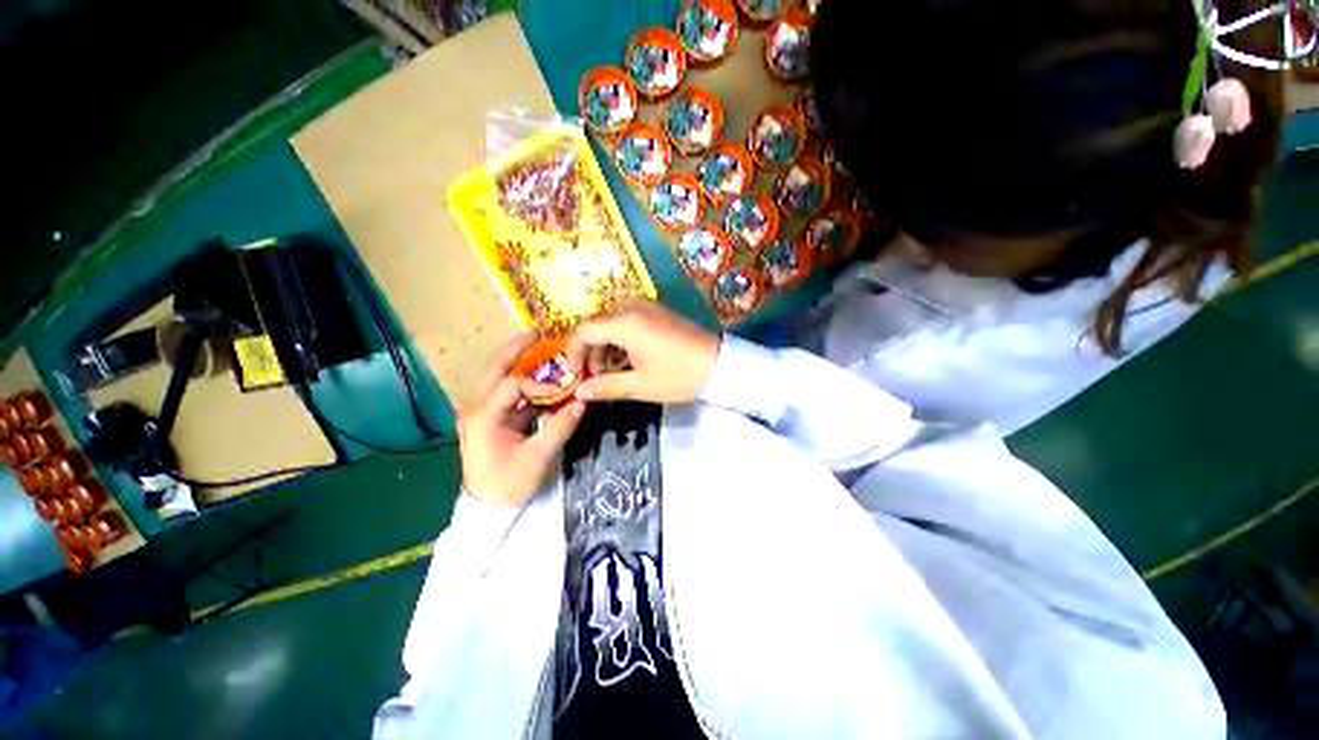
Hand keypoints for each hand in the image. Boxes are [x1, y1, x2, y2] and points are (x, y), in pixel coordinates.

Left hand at [457, 334, 586, 506]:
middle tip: (539, 334)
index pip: (513, 385)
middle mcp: (477, 407)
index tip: (563, 392)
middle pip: (496, 369)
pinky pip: (509, 395)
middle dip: (517, 350)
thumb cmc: (507, 484)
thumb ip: (560, 427)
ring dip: (520, 364)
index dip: (540, 384)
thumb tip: (582, 403)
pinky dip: (526, 386)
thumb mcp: (537, 457)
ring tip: (541, 348)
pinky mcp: (492, 419)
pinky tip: (543, 383)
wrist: (487, 508)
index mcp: (483, 415)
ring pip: (500, 379)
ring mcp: (483, 413)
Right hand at [566, 299, 720, 403]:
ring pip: (611, 324)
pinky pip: (627, 322)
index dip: (573, 353)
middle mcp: (632, 307)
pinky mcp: (657, 312)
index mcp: (625, 323)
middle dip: (591, 352)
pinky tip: (627, 361)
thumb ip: (606, 387)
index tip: (575, 375)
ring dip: (605, 347)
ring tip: (612, 373)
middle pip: (597, 326)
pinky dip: (620, 340)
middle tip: (595, 378)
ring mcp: (646, 307)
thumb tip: (579, 392)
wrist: (720, 363)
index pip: (584, 331)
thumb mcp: (640, 385)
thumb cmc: (679, 375)